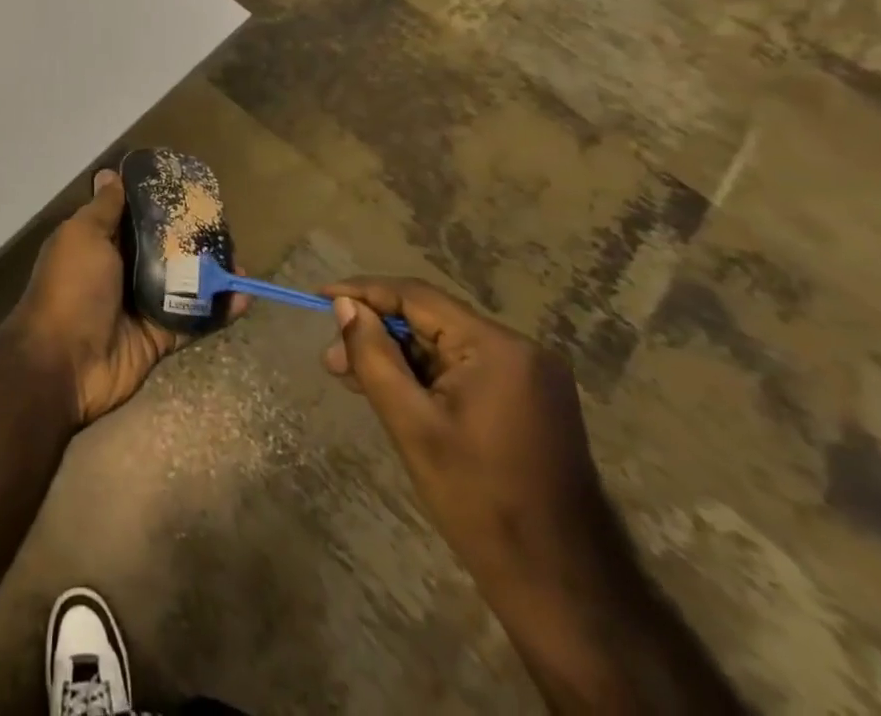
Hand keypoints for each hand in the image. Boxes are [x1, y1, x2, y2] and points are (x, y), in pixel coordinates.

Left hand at [11, 169, 237, 426]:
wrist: (64, 363)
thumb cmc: (71, 287)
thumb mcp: (83, 236)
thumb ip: (104, 209)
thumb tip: (109, 173)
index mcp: (99, 243)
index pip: (134, 217)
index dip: (158, 203)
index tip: (190, 190)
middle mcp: (121, 270)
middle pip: (163, 249)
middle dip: (192, 239)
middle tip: (226, 226)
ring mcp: (141, 305)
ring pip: (183, 284)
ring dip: (211, 274)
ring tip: (241, 260)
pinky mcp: (159, 336)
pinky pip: (193, 320)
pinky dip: (218, 310)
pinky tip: (243, 297)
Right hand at [319, 277, 626, 611]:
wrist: (561, 588)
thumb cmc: (479, 501)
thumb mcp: (412, 425)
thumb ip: (374, 356)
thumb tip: (344, 305)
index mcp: (497, 347)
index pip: (416, 297)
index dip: (363, 292)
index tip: (318, 296)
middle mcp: (520, 349)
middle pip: (431, 320)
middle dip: (377, 333)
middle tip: (333, 360)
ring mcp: (530, 376)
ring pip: (444, 345)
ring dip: (398, 357)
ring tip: (352, 378)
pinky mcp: (530, 401)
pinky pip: (464, 368)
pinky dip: (425, 375)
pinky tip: (394, 393)